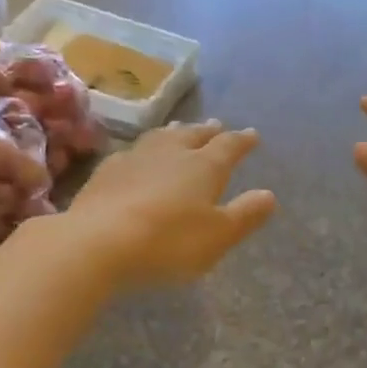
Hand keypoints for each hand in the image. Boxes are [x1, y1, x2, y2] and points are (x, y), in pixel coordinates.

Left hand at [69, 121, 277, 286]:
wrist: (98, 242)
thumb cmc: (169, 241)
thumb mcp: (219, 235)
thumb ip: (245, 214)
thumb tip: (269, 195)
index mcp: (204, 166)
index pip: (229, 146)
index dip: (242, 140)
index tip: (252, 134)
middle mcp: (171, 153)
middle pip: (193, 135)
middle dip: (208, 131)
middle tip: (217, 125)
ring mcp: (135, 159)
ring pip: (161, 138)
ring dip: (175, 133)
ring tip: (180, 129)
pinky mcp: (105, 173)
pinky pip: (131, 152)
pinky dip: (143, 151)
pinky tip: (138, 156)